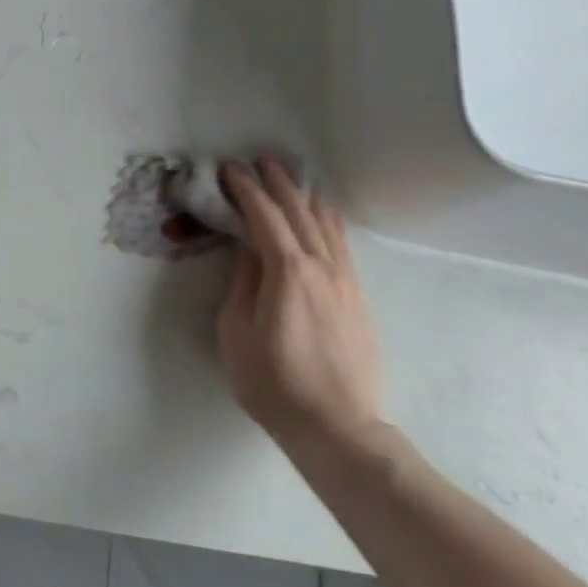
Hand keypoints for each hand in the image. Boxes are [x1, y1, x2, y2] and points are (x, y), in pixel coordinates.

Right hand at [216, 159, 383, 455]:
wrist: (336, 426)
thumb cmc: (273, 383)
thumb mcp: (236, 332)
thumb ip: (242, 283)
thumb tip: (249, 252)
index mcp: (287, 271)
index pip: (264, 216)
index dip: (245, 189)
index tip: (229, 170)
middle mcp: (321, 266)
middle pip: (299, 211)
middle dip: (278, 182)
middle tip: (260, 160)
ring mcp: (345, 281)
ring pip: (326, 224)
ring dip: (305, 197)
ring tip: (292, 178)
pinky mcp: (357, 298)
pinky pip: (342, 245)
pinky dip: (327, 221)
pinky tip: (322, 217)